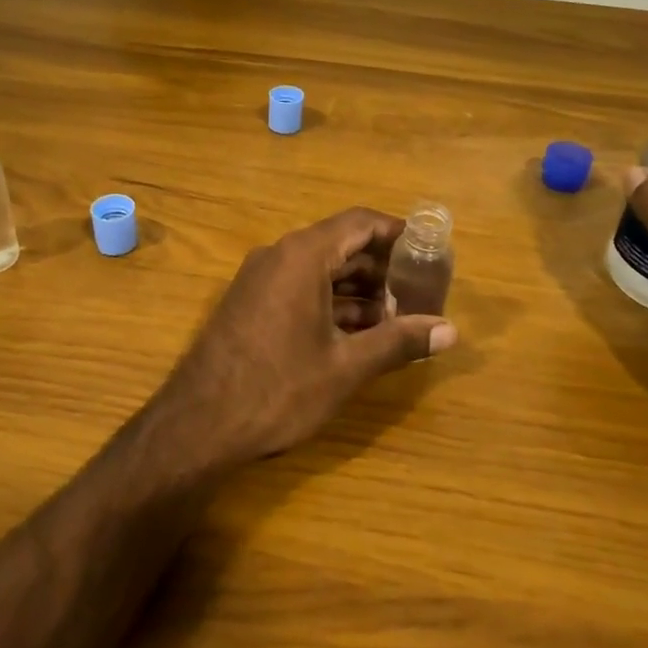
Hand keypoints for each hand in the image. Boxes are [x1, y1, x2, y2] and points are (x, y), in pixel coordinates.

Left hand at [155, 207, 458, 464]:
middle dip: (382, 268)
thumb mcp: (346, 367)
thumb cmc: (278, 389)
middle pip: (341, 244)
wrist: (198, 424)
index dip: (398, 234)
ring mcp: (259, 279)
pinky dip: (330, 303)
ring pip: (319, 269)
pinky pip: (299, 288)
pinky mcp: (249, 303)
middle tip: (419, 294)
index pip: (360, 223)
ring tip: (396, 321)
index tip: (429, 252)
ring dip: (358, 290)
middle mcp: (279, 256)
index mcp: (302, 255)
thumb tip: (449, 330)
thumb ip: (399, 342)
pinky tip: (356, 334)